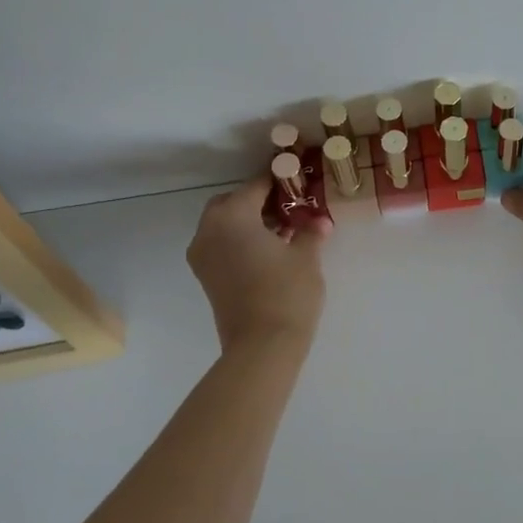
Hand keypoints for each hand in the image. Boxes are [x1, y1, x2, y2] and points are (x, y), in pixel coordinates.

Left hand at [186, 179, 330, 349]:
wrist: (262, 347)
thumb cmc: (286, 292)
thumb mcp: (306, 256)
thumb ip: (310, 231)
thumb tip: (319, 220)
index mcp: (231, 216)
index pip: (255, 186)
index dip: (278, 179)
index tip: (297, 176)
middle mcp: (208, 230)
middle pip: (233, 203)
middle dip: (258, 201)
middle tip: (289, 205)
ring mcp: (202, 255)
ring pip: (224, 224)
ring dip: (249, 221)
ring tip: (284, 229)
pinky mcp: (206, 277)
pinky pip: (222, 244)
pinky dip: (240, 240)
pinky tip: (271, 249)